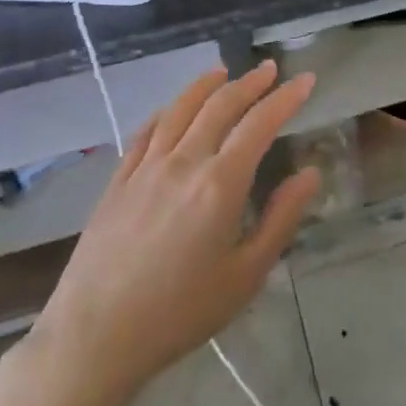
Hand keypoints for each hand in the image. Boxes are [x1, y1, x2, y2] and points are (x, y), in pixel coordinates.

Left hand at [28, 60, 320, 405]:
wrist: (95, 337)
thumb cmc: (180, 313)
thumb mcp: (246, 275)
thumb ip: (281, 219)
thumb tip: (310, 174)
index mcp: (221, 184)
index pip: (260, 124)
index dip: (286, 98)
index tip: (305, 80)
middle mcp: (184, 162)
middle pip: (220, 106)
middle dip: (250, 83)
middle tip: (270, 69)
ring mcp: (145, 168)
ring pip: (179, 110)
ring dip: (205, 86)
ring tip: (223, 72)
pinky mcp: (117, 181)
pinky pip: (145, 132)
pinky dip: (165, 112)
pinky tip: (171, 109)